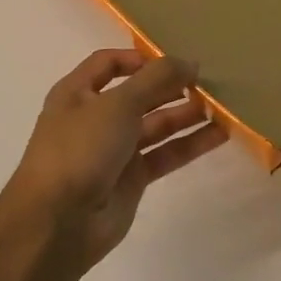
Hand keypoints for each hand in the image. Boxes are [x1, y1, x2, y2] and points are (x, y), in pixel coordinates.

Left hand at [1, 48, 228, 269]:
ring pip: (156, 125)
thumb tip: (190, 62)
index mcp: (77, 93)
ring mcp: (114, 150)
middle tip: (209, 81)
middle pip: (139, 94)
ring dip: (186, 114)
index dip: (140, 58)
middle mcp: (95, 118)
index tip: (175, 60)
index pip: (109, 63)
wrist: (58, 222)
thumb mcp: (118, 104)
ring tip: (222, 105)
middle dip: (171, 86)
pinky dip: (190, 143)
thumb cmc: (80, 149)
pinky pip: (165, 154)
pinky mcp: (132, 179)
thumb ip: (157, 79)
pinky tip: (220, 134)